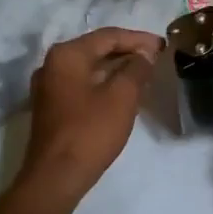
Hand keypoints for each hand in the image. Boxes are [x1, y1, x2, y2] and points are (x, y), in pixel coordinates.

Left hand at [20, 27, 163, 196]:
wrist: (56, 177)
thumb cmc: (91, 132)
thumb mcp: (122, 97)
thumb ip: (137, 68)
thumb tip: (145, 53)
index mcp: (67, 55)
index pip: (108, 36)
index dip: (138, 39)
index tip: (163, 46)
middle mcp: (52, 64)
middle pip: (96, 49)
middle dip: (128, 51)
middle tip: (156, 58)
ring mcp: (48, 86)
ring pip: (89, 67)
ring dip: (116, 68)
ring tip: (144, 73)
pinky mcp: (51, 106)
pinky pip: (82, 84)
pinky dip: (103, 82)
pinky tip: (122, 91)